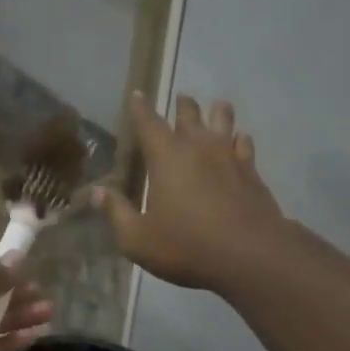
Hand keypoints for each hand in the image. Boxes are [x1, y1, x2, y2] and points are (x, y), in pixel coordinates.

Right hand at [92, 93, 282, 293]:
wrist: (248, 255)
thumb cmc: (186, 245)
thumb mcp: (138, 239)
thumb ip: (116, 213)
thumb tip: (97, 193)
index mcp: (165, 157)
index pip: (148, 122)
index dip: (140, 108)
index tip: (137, 95)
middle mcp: (198, 147)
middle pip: (189, 114)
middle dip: (182, 105)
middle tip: (181, 99)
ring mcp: (229, 156)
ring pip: (223, 120)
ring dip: (216, 112)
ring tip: (215, 108)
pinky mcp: (252, 172)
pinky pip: (245, 144)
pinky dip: (239, 139)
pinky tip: (240, 140)